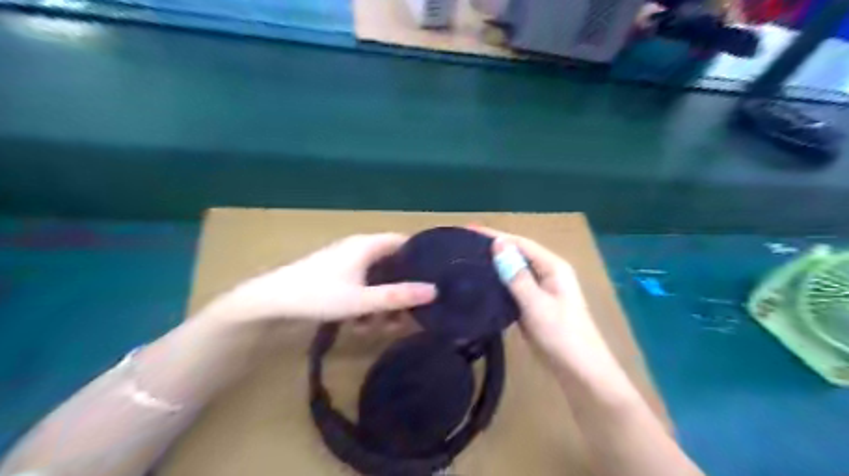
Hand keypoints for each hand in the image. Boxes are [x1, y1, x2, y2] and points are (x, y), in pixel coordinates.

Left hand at [200, 232, 436, 322]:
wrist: (271, 300)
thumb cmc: (319, 295)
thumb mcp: (362, 300)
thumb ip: (398, 297)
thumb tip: (434, 291)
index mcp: (368, 245)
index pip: (405, 242)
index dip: (421, 257)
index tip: (435, 278)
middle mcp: (360, 247)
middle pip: (393, 263)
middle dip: (402, 288)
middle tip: (410, 312)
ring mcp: (347, 260)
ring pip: (377, 277)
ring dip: (383, 300)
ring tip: (383, 326)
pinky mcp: (337, 273)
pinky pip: (362, 283)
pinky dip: (367, 300)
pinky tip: (361, 323)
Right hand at [474, 229, 621, 372]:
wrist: (580, 372)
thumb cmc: (561, 335)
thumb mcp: (536, 304)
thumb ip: (516, 274)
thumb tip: (498, 243)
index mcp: (553, 267)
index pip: (520, 243)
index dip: (494, 235)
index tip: (468, 229)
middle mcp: (548, 273)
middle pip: (517, 253)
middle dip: (492, 247)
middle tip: (462, 245)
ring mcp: (542, 290)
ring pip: (514, 270)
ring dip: (494, 264)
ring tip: (467, 260)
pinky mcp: (534, 305)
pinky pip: (513, 286)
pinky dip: (498, 282)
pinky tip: (481, 283)